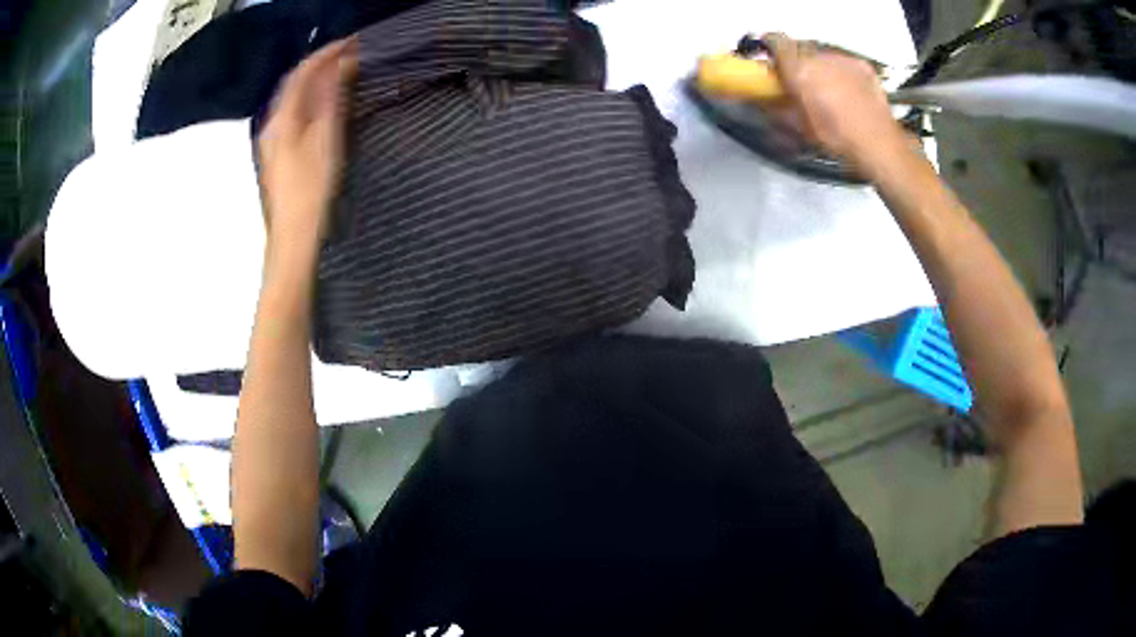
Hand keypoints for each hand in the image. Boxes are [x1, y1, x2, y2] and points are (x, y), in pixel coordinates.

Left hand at [257, 38, 356, 250]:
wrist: (292, 236)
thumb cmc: (311, 190)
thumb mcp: (325, 140)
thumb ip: (329, 100)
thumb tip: (339, 66)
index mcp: (282, 118)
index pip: (302, 72)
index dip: (326, 53)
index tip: (352, 42)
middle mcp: (272, 125)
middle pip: (294, 83)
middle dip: (320, 64)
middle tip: (349, 55)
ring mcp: (272, 141)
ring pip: (293, 99)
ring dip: (315, 81)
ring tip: (341, 74)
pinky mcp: (278, 155)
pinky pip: (293, 114)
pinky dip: (310, 100)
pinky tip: (324, 104)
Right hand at [763, 33, 911, 174]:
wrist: (878, 144)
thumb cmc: (837, 139)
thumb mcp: (800, 128)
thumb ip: (778, 107)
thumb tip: (764, 100)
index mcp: (799, 70)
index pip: (775, 41)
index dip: (770, 46)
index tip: (771, 59)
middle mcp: (819, 57)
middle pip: (800, 48)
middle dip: (797, 62)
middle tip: (801, 82)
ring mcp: (843, 59)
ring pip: (823, 56)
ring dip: (820, 67)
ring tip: (829, 90)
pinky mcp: (862, 66)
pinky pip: (845, 63)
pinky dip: (842, 72)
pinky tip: (848, 91)